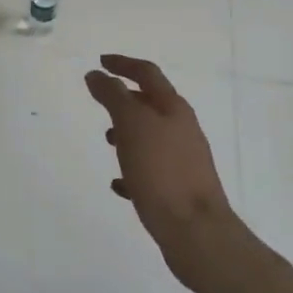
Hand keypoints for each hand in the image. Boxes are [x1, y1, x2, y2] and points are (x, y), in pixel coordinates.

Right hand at [84, 54, 241, 289]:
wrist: (196, 231)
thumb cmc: (161, 171)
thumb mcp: (132, 126)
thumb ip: (113, 96)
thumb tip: (96, 74)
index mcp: (173, 108)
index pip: (147, 73)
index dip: (122, 64)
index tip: (100, 61)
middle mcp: (182, 129)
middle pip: (151, 104)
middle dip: (125, 99)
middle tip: (100, 100)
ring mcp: (183, 160)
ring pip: (151, 136)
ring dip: (127, 132)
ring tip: (107, 141)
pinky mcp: (178, 189)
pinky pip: (150, 170)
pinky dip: (132, 168)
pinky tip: (118, 183)